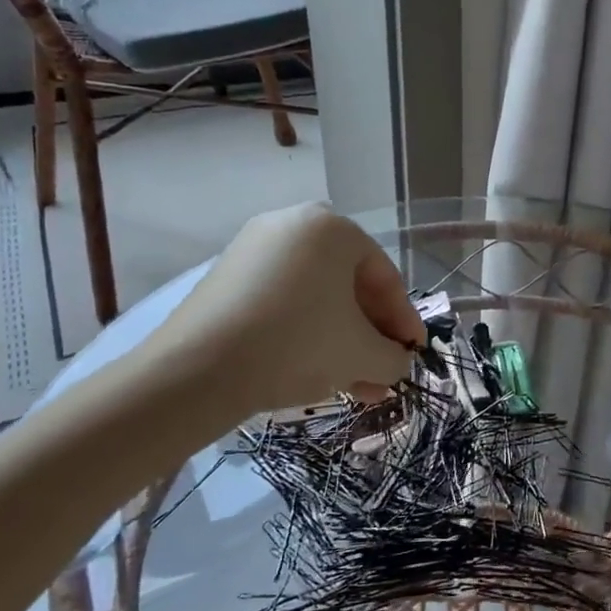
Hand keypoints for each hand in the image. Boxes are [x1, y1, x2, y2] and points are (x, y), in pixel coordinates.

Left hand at [141, 204, 424, 418]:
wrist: (196, 371)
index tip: (413, 355)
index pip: (385, 278)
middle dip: (371, 336)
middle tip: (383, 372)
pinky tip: (318, 372)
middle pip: (350, 287)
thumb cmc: (297, 345)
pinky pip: (284, 302)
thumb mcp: (363, 355)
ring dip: (342, 341)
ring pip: (317, 299)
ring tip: (355, 385)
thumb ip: (393, 357)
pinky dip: (306, 333)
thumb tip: (396, 363)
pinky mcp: (226, 277)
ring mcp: (254, 249)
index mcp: (333, 228)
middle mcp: (293, 225)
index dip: (405, 321)